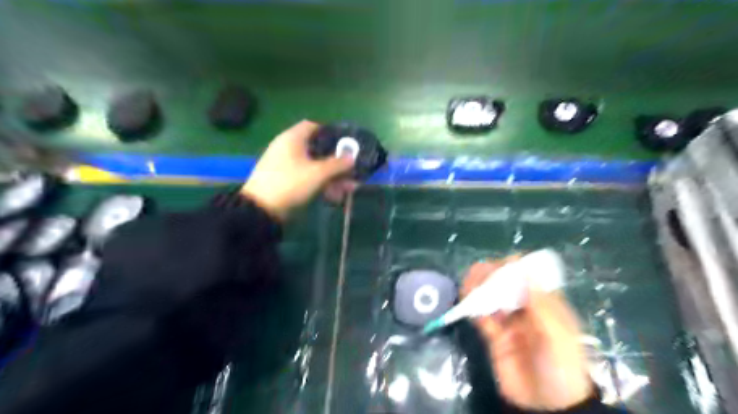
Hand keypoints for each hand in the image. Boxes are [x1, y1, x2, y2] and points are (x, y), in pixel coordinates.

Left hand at [242, 120, 357, 221]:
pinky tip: (334, 196)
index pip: (314, 126)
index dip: (331, 132)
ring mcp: (286, 165)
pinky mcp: (286, 180)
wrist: (261, 209)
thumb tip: (352, 157)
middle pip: (318, 149)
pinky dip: (321, 184)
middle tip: (352, 172)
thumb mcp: (317, 173)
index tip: (346, 143)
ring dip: (332, 177)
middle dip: (337, 162)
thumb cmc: (290, 183)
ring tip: (348, 189)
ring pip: (315, 166)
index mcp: (292, 138)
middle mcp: (289, 148)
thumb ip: (337, 164)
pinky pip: (308, 178)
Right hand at [463, 261, 591, 408]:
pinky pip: (481, 318)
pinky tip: (467, 302)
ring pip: (491, 298)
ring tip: (469, 283)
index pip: (528, 278)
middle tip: (479, 272)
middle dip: (492, 276)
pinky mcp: (494, 336)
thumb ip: (540, 302)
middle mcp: (525, 310)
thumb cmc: (561, 367)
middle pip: (506, 285)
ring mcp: (508, 322)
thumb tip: (524, 267)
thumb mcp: (556, 334)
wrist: (547, 407)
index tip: (502, 264)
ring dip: (479, 289)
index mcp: (545, 305)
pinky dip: (473, 308)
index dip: (515, 267)